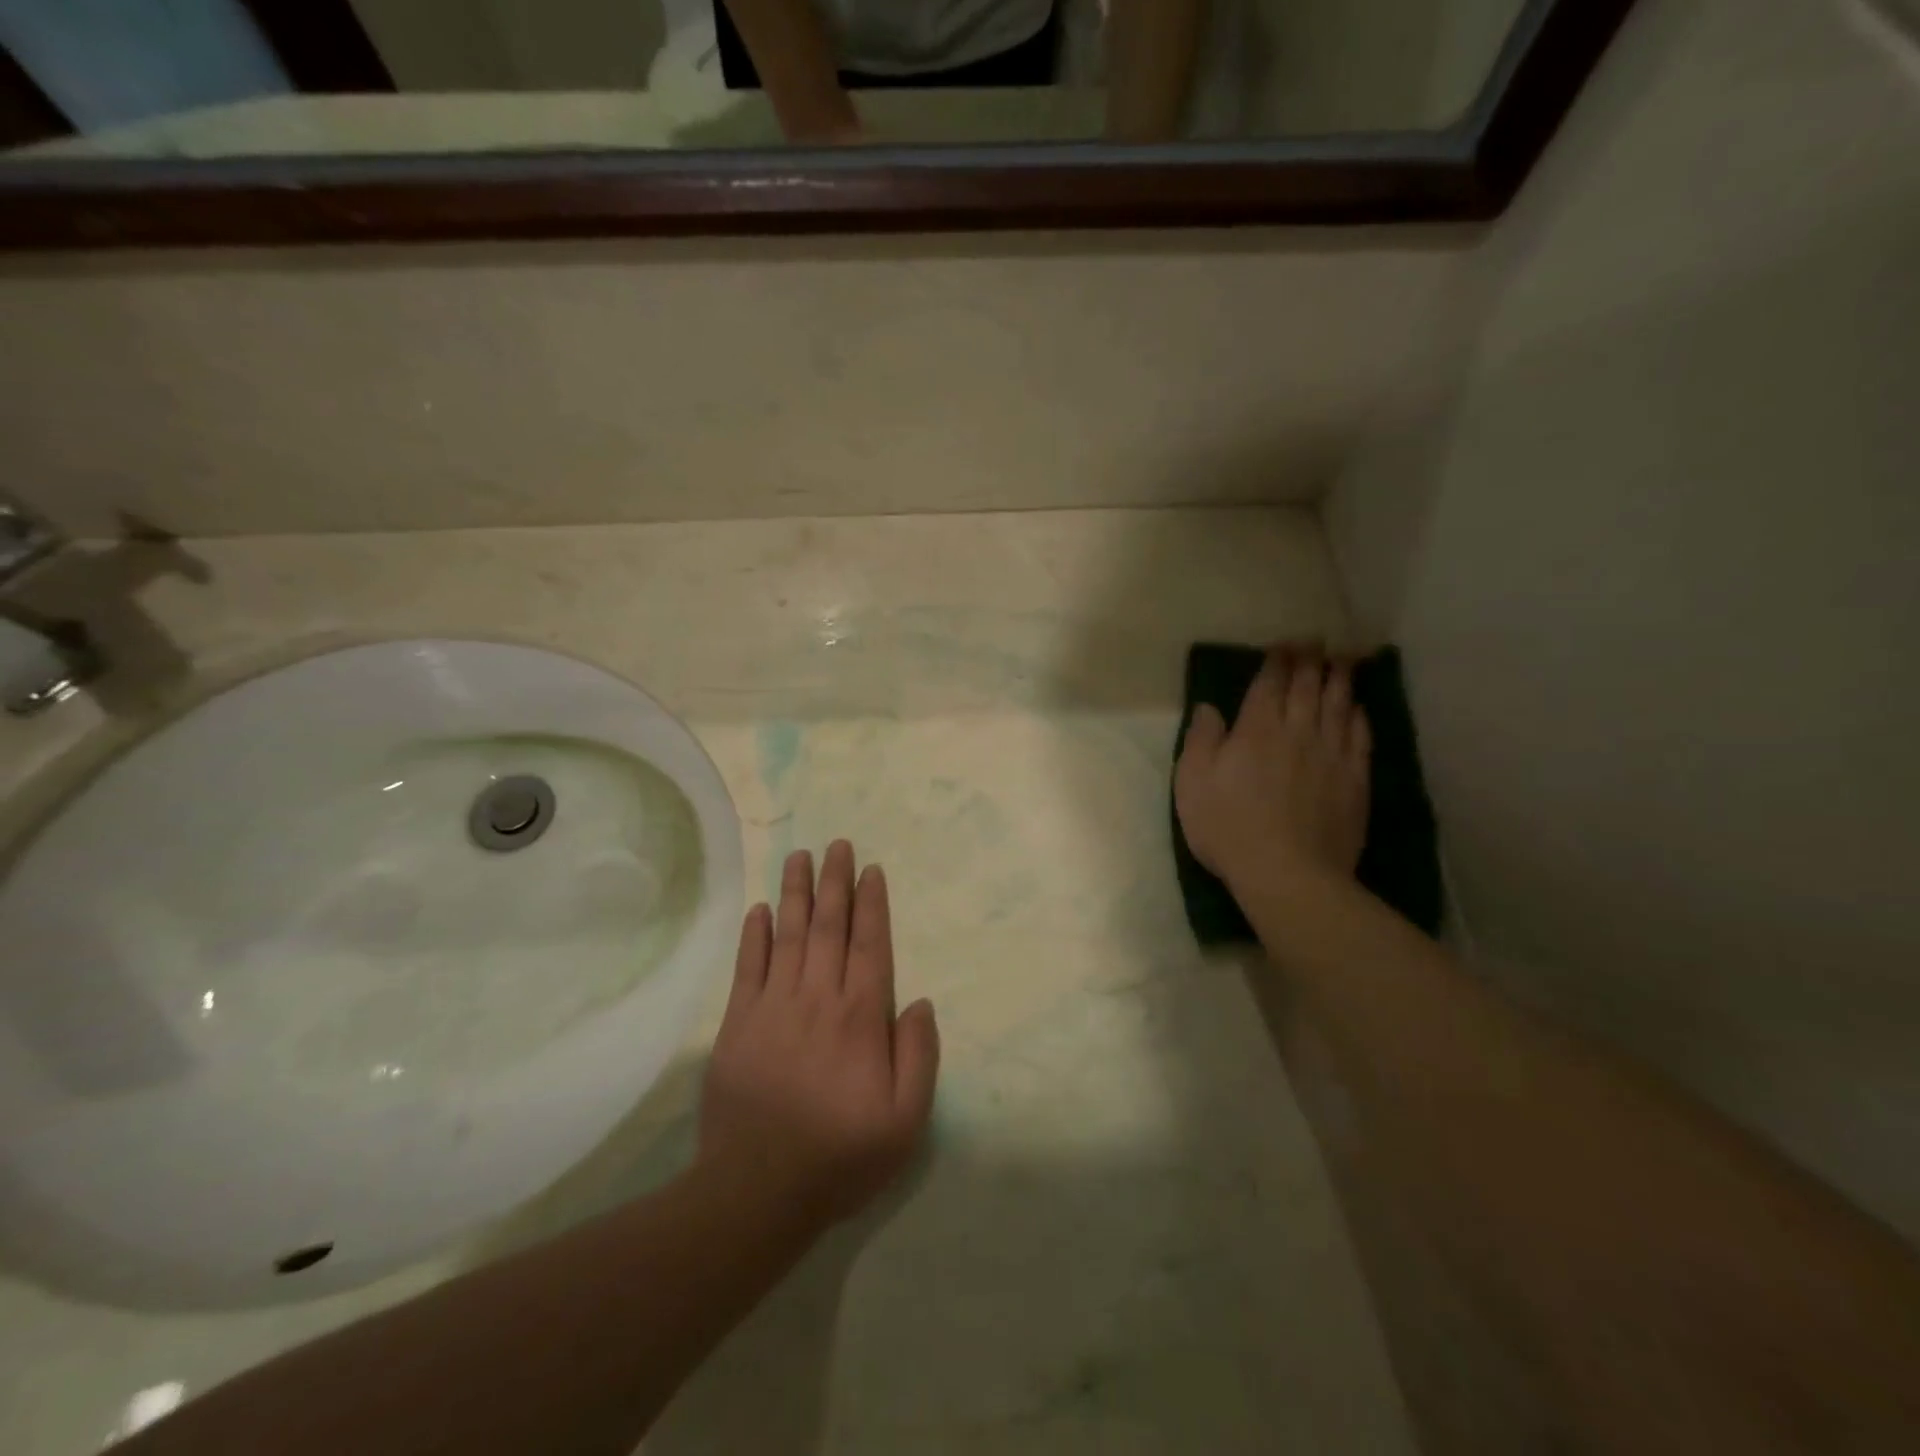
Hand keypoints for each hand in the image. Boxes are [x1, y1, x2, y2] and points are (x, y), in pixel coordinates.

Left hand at [698, 841, 938, 1231]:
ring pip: (788, 934)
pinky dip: (754, 935)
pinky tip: (759, 909)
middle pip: (828, 926)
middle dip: (834, 882)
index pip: (869, 944)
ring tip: (799, 857)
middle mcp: (818, 997)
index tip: (870, 870)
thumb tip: (920, 1003)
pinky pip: (748, 967)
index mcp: (860, 1016)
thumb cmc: (840, 1154)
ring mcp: (774, 1005)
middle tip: (837, 844)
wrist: (757, 1190)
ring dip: (795, 892)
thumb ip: (918, 1056)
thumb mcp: (905, 1121)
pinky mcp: (738, 1023)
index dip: (871, 904)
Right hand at [1175, 649, 1371, 897]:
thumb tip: (1209, 707)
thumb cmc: (1228, 826)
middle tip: (1316, 642)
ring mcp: (1331, 755)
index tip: (1284, 644)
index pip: (1270, 683)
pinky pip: (1360, 737)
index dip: (1277, 660)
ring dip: (1339, 679)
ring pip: (1338, 705)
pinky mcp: (1354, 780)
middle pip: (1308, 687)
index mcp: (1256, 729)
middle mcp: (1297, 731)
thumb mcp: (1193, 783)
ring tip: (1342, 661)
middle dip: (1311, 660)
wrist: (1288, 873)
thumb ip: (1201, 740)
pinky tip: (1358, 708)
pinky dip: (1358, 716)